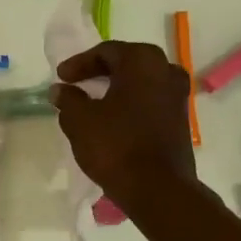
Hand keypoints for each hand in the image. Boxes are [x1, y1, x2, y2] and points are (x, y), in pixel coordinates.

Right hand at [51, 41, 196, 204]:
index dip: (79, 63)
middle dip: (99, 72)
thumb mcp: (80, 121)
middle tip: (76, 84)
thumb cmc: (116, 145)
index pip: (106, 52)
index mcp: (142, 61)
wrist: (158, 189)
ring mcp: (178, 96)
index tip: (61, 77)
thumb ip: (68, 99)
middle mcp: (166, 71)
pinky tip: (112, 119)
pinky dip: (130, 104)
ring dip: (116, 89)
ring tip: (92, 102)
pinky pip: (150, 101)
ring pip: (140, 82)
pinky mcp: (180, 119)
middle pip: (127, 63)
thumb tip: (60, 90)